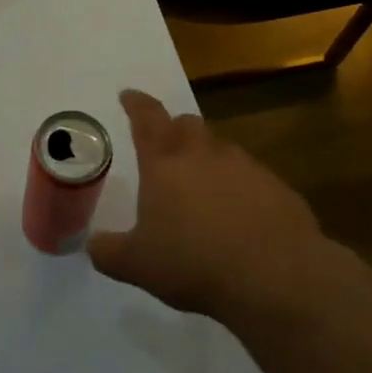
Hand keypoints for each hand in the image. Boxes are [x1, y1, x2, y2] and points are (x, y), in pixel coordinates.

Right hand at [88, 90, 333, 326]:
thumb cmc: (194, 263)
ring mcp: (246, 167)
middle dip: (174, 130)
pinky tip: (240, 219)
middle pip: (187, 125)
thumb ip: (108, 251)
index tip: (128, 94)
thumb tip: (93, 244)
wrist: (276, 277)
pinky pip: (252, 178)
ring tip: (203, 192)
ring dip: (209, 161)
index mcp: (164, 163)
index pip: (146, 119)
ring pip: (221, 150)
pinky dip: (240, 189)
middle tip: (166, 150)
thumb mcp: (137, 265)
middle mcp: (204, 154)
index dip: (136, 104)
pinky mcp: (278, 188)